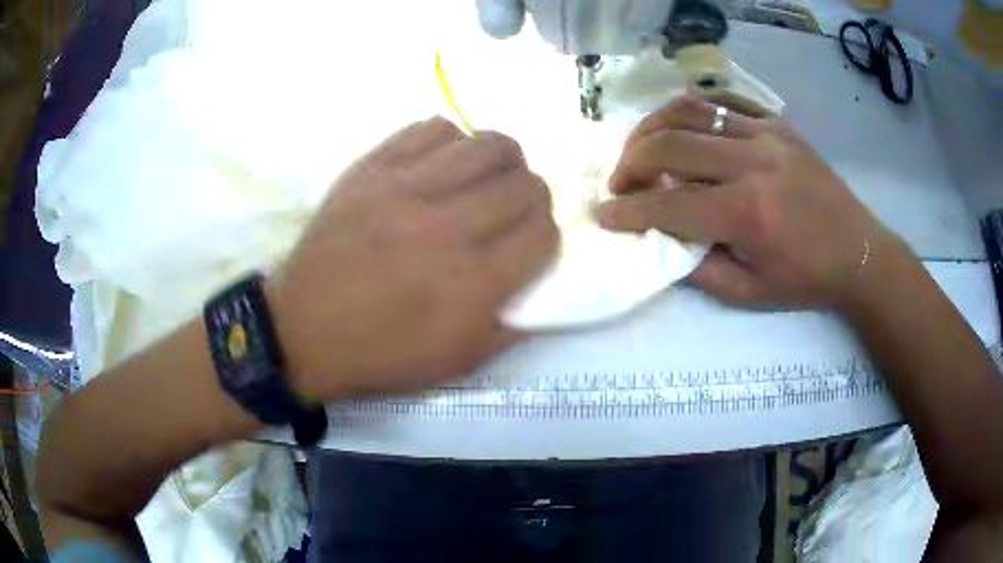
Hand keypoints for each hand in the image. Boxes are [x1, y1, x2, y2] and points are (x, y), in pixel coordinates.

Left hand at [268, 118, 557, 402]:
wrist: (302, 331)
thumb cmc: (380, 354)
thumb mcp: (458, 363)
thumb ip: (513, 325)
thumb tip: (543, 283)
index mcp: (472, 284)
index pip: (542, 233)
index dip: (545, 236)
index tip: (530, 243)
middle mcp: (446, 228)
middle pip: (524, 184)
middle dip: (531, 197)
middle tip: (511, 210)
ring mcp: (405, 190)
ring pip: (487, 145)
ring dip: (502, 161)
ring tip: (485, 178)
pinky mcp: (371, 169)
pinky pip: (432, 129)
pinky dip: (451, 142)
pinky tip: (442, 164)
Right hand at [597, 95, 904, 309]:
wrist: (859, 251)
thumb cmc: (806, 280)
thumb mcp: (749, 292)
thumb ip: (697, 267)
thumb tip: (658, 238)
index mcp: (749, 214)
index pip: (668, 205)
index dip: (627, 211)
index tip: (602, 214)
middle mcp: (754, 163)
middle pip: (669, 145)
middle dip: (630, 164)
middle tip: (619, 183)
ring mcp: (766, 134)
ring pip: (690, 110)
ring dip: (652, 127)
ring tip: (641, 149)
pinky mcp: (776, 122)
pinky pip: (722, 101)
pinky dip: (691, 109)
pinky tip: (680, 126)